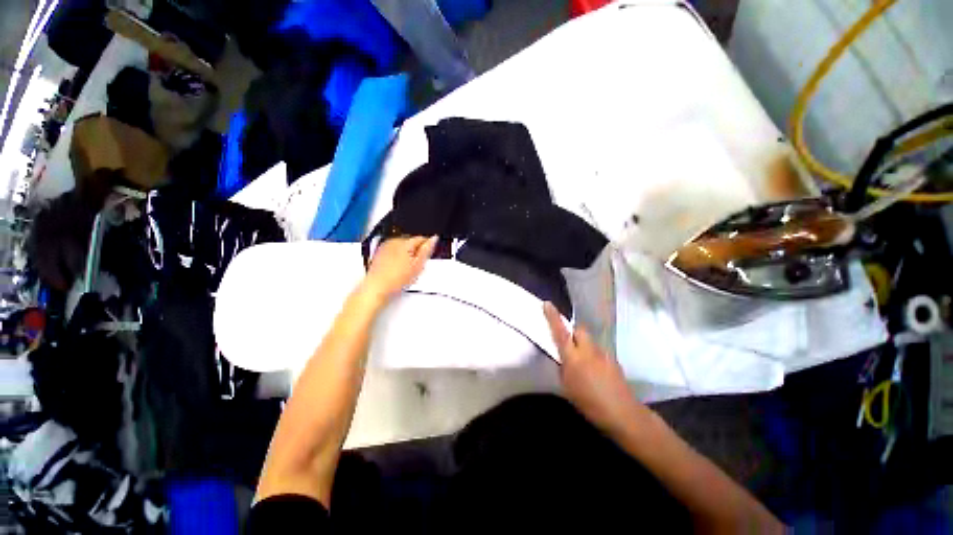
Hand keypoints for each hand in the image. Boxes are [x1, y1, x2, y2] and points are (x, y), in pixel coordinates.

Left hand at [362, 236, 437, 302]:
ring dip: (406, 255)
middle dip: (416, 252)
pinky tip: (397, 270)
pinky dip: (397, 258)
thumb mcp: (418, 266)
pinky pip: (393, 252)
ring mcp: (385, 247)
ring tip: (406, 270)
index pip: (421, 238)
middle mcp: (393, 241)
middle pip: (411, 242)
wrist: (377, 288)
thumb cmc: (395, 279)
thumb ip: (427, 250)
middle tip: (417, 266)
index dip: (427, 247)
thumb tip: (434, 239)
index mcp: (404, 242)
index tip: (428, 256)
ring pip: (402, 247)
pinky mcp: (379, 254)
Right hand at [543, 302, 641, 433]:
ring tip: (583, 363)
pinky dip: (594, 355)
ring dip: (584, 345)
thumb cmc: (590, 403)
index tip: (547, 304)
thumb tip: (563, 358)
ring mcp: (604, 354)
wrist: (623, 414)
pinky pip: (599, 351)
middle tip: (568, 343)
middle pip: (580, 330)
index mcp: (573, 357)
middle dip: (572, 332)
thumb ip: (563, 368)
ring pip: (590, 341)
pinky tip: (596, 372)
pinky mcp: (614, 361)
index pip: (560, 332)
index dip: (553, 317)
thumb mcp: (567, 388)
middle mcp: (588, 350)